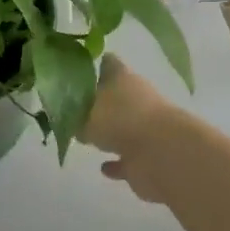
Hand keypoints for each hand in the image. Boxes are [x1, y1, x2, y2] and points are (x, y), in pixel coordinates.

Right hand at [81, 55, 185, 203]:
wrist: (162, 153)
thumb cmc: (120, 120)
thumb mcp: (84, 113)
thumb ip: (73, 115)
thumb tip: (67, 117)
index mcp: (122, 78)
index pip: (106, 63)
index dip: (92, 64)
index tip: (74, 70)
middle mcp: (136, 98)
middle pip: (115, 95)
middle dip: (98, 101)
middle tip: (73, 108)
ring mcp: (145, 127)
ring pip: (123, 126)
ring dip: (110, 132)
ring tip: (86, 136)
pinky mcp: (149, 156)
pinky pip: (128, 158)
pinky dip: (118, 163)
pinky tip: (104, 167)